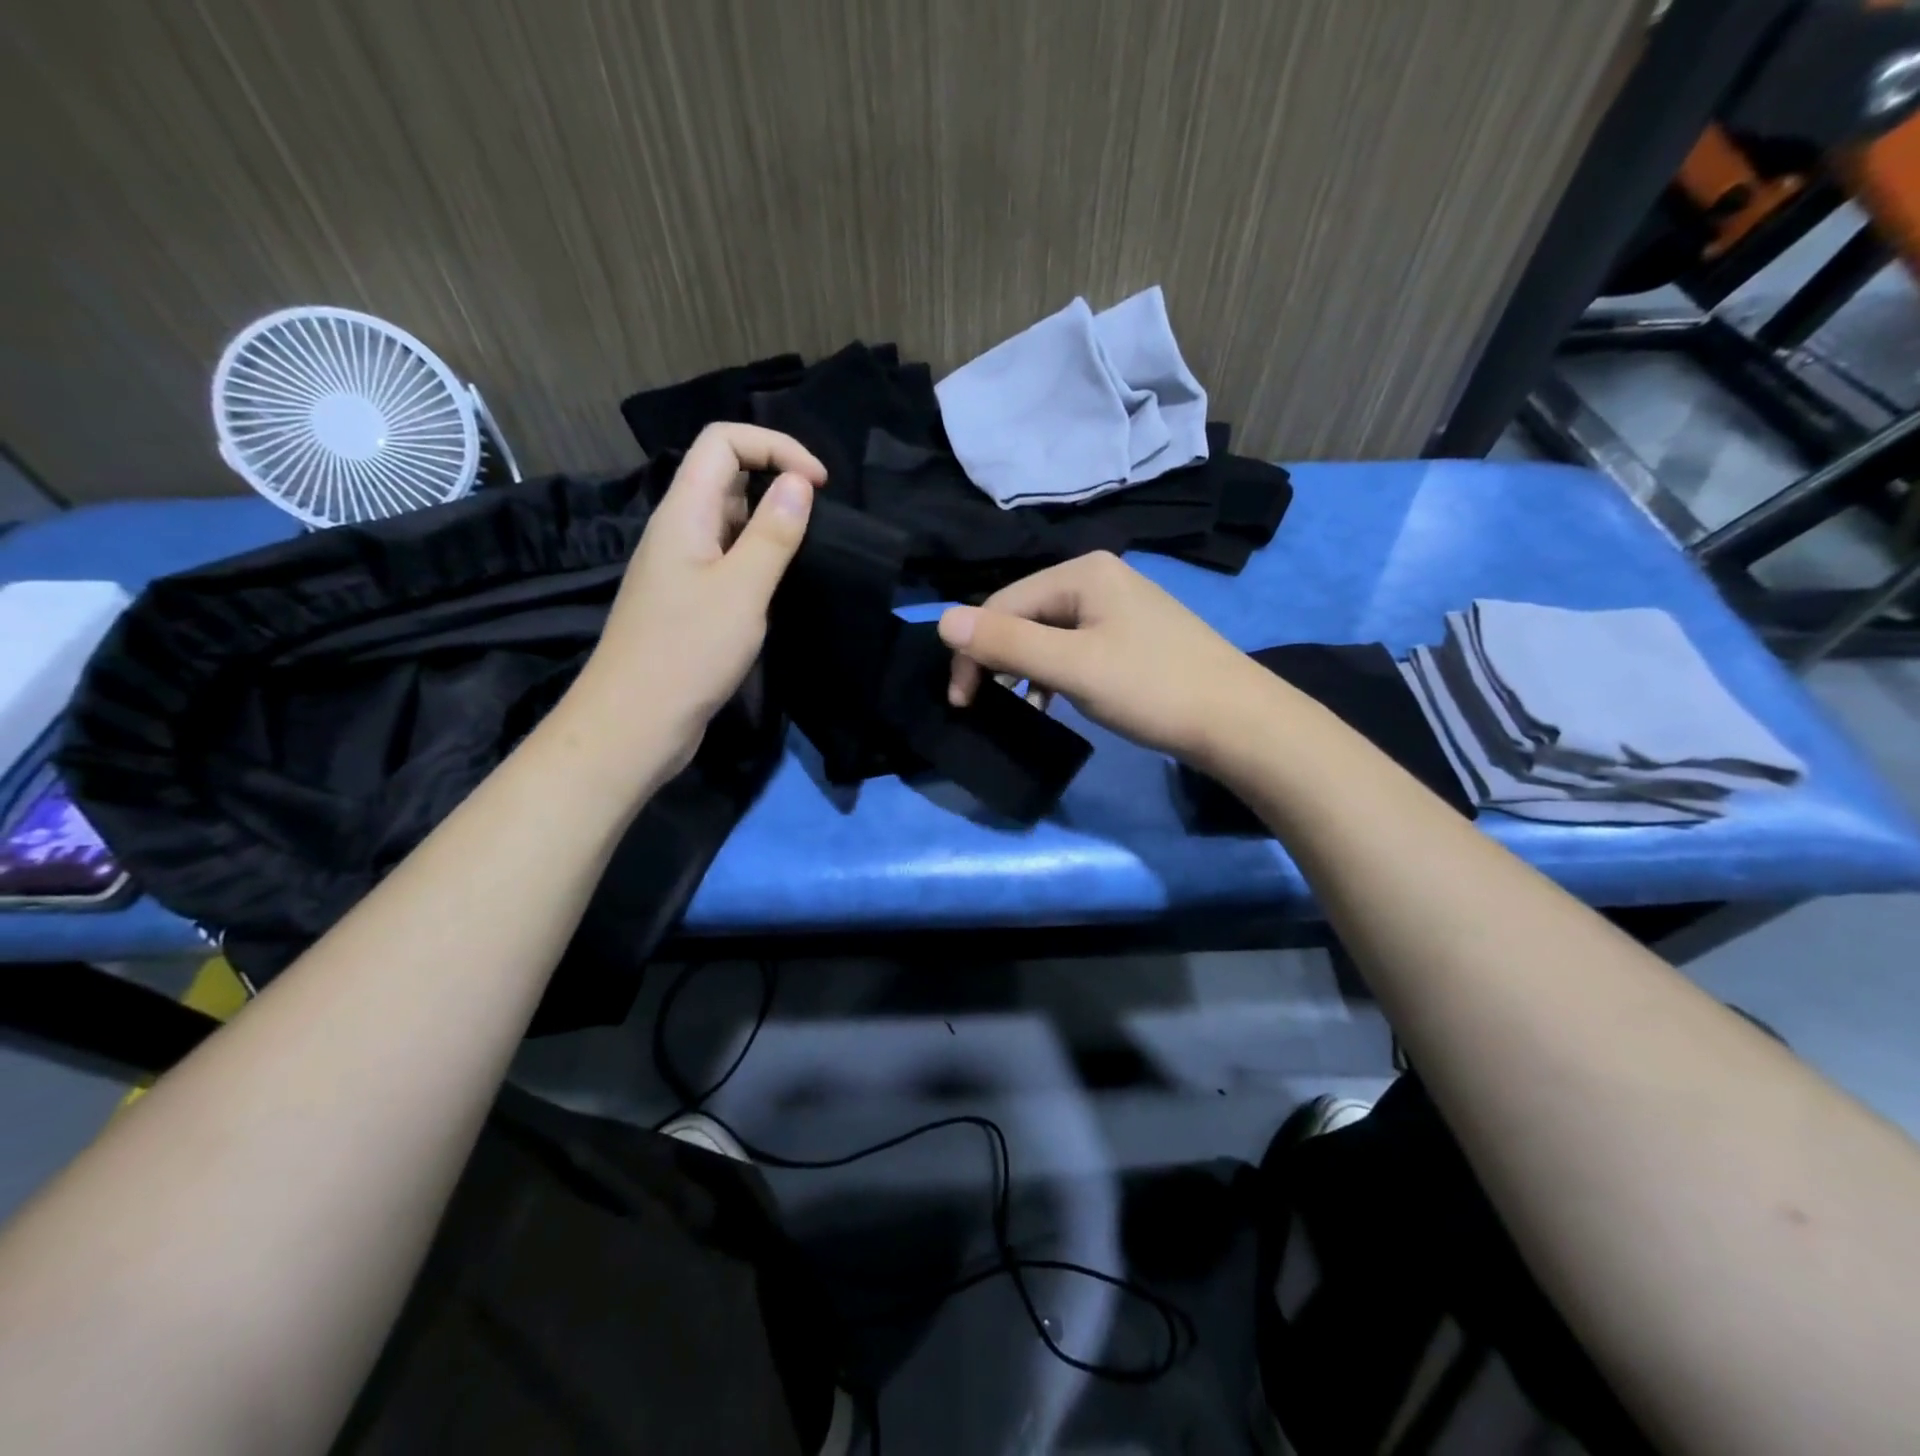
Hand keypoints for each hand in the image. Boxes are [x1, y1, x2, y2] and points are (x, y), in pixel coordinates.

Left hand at [566, 424, 824, 776]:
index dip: (774, 446)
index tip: (819, 484)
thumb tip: (798, 482)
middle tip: (820, 518)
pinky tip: (780, 586)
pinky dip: (758, 558)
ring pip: (729, 520)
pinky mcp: (689, 600)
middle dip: (776, 480)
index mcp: (685, 513)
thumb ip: (772, 533)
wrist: (635, 722)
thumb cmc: (688, 652)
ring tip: (808, 551)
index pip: (723, 442)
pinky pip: (727, 558)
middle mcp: (679, 530)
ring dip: (770, 523)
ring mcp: (682, 566)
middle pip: (725, 475)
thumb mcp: (742, 589)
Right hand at [938, 551, 1267, 765]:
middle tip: (980, 707)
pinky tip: (1049, 701)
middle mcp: (1098, 577)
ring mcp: (1117, 606)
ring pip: (1047, 634)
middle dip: (996, 659)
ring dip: (1022, 669)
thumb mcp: (1073, 667)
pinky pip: (1073, 647)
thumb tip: (942, 620)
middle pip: (1023, 615)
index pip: (1002, 604)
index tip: (962, 704)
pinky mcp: (1130, 635)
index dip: (973, 652)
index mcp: (1082, 572)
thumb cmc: (1153, 689)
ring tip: (1013, 708)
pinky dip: (1052, 674)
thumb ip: (1008, 644)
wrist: (1239, 722)